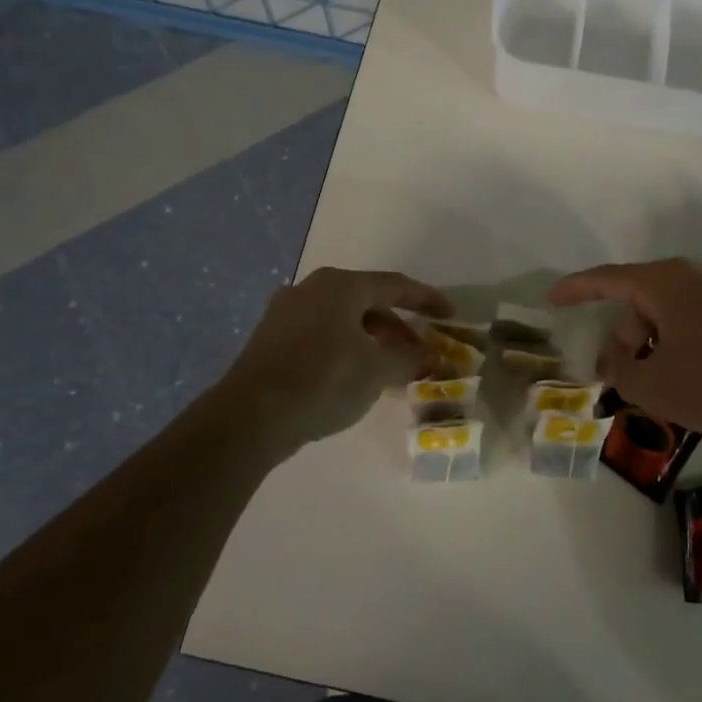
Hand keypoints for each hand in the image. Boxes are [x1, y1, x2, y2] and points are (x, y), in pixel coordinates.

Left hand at [216, 267, 452, 451]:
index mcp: (341, 285)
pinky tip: (354, 377)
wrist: (250, 416)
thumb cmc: (323, 380)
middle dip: (399, 327)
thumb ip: (410, 359)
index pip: (395, 285)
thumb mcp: (377, 371)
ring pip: (343, 320)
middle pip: (368, 302)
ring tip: (391, 370)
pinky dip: (346, 350)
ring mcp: (287, 313)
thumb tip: (433, 357)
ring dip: (373, 341)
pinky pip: (321, 336)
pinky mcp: (271, 340)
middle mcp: (312, 289)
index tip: (450, 313)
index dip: (427, 299)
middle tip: (421, 352)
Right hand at [550, 257, 701, 437]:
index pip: (607, 279)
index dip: (576, 289)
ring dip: (652, 345)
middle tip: (617, 378)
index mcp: (664, 282)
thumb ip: (621, 372)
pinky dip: (680, 344)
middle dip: (623, 338)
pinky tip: (691, 380)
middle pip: (639, 302)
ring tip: (657, 387)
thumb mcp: (655, 386)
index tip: (553, 298)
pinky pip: (697, 320)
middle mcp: (693, 275)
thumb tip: (615, 362)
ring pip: (669, 313)